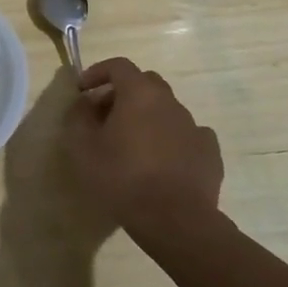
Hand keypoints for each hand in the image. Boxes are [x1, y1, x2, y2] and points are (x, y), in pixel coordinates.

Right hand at [64, 58, 224, 238]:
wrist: (175, 221)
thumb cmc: (122, 178)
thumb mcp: (82, 147)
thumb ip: (78, 116)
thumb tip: (84, 102)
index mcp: (139, 94)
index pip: (118, 65)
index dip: (97, 72)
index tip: (82, 90)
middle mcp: (170, 102)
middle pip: (145, 83)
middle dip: (123, 93)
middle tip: (105, 117)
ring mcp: (194, 126)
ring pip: (167, 110)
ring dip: (147, 118)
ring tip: (133, 145)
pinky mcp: (209, 153)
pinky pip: (187, 136)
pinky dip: (172, 140)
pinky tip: (163, 162)